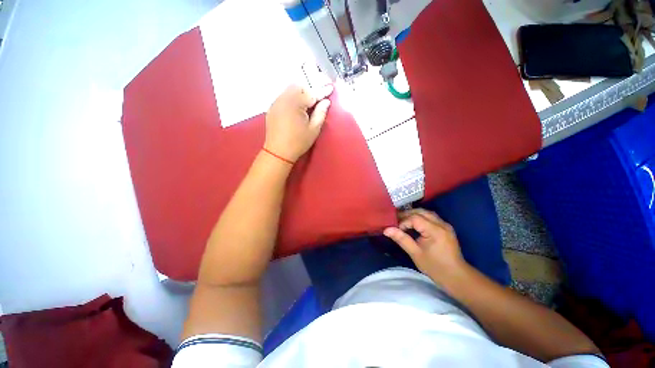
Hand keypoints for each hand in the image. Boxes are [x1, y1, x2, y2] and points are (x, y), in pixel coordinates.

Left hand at [264, 84, 333, 162]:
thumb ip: (321, 113)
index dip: (322, 91)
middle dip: (309, 91)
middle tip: (316, 102)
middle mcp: (284, 98)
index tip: (330, 87)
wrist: (278, 152)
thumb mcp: (314, 129)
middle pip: (299, 87)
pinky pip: (283, 97)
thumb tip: (326, 102)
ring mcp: (276, 102)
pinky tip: (295, 109)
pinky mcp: (272, 108)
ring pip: (290, 90)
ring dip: (300, 94)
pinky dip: (292, 98)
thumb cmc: (298, 142)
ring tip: (306, 106)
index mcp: (295, 103)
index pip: (311, 93)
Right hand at [383, 209, 466, 283]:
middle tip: (396, 221)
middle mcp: (441, 224)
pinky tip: (414, 224)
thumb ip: (401, 239)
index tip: (396, 230)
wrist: (457, 277)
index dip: (403, 221)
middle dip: (407, 215)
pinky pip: (431, 217)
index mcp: (435, 230)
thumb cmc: (435, 267)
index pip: (415, 218)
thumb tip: (386, 230)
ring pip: (426, 213)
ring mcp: (445, 225)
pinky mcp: (446, 228)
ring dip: (414, 214)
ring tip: (403, 221)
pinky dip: (420, 217)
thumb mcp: (415, 253)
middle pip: (421, 211)